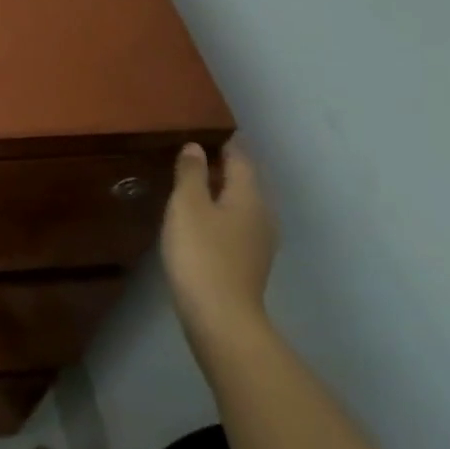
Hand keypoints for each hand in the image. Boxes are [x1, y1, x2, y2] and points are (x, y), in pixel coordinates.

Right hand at [161, 142, 277, 343]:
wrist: (220, 316)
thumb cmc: (201, 253)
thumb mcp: (187, 206)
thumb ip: (191, 173)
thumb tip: (196, 147)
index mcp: (249, 196)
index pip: (241, 159)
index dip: (226, 144)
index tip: (207, 132)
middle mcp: (262, 216)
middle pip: (244, 183)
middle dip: (223, 168)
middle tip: (193, 157)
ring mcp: (259, 243)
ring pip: (241, 206)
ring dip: (220, 194)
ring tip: (192, 188)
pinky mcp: (249, 264)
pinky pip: (235, 227)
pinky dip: (220, 216)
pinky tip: (200, 223)